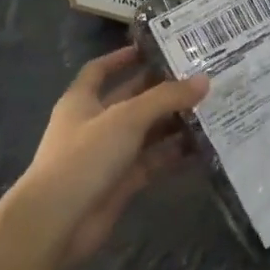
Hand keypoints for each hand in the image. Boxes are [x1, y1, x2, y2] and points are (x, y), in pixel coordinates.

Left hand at [20, 46, 210, 264]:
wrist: (58, 221)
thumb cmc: (85, 157)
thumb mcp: (126, 118)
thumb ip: (165, 98)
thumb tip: (203, 80)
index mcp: (82, 101)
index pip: (101, 70)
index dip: (123, 57)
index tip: (156, 48)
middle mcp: (95, 124)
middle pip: (131, 100)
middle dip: (162, 90)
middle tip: (200, 77)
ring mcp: (109, 155)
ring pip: (146, 132)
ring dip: (174, 122)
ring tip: (211, 108)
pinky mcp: (122, 182)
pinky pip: (153, 161)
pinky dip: (174, 154)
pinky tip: (203, 145)